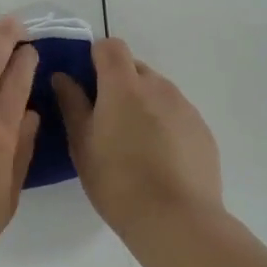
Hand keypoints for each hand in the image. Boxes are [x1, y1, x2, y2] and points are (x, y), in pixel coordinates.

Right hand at [53, 38, 222, 234]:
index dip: (95, 58)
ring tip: (133, 144)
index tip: (86, 84)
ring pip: (158, 92)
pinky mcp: (203, 131)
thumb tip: (63, 77)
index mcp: (124, 86)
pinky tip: (158, 160)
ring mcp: (185, 108)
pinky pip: (177, 114)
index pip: (110, 47)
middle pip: (135, 68)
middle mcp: (158, 87)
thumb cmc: (117, 181)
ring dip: (142, 104)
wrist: (177, 219)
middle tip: (105, 120)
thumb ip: (72, 104)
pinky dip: (164, 124)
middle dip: (118, 83)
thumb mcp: (82, 144)